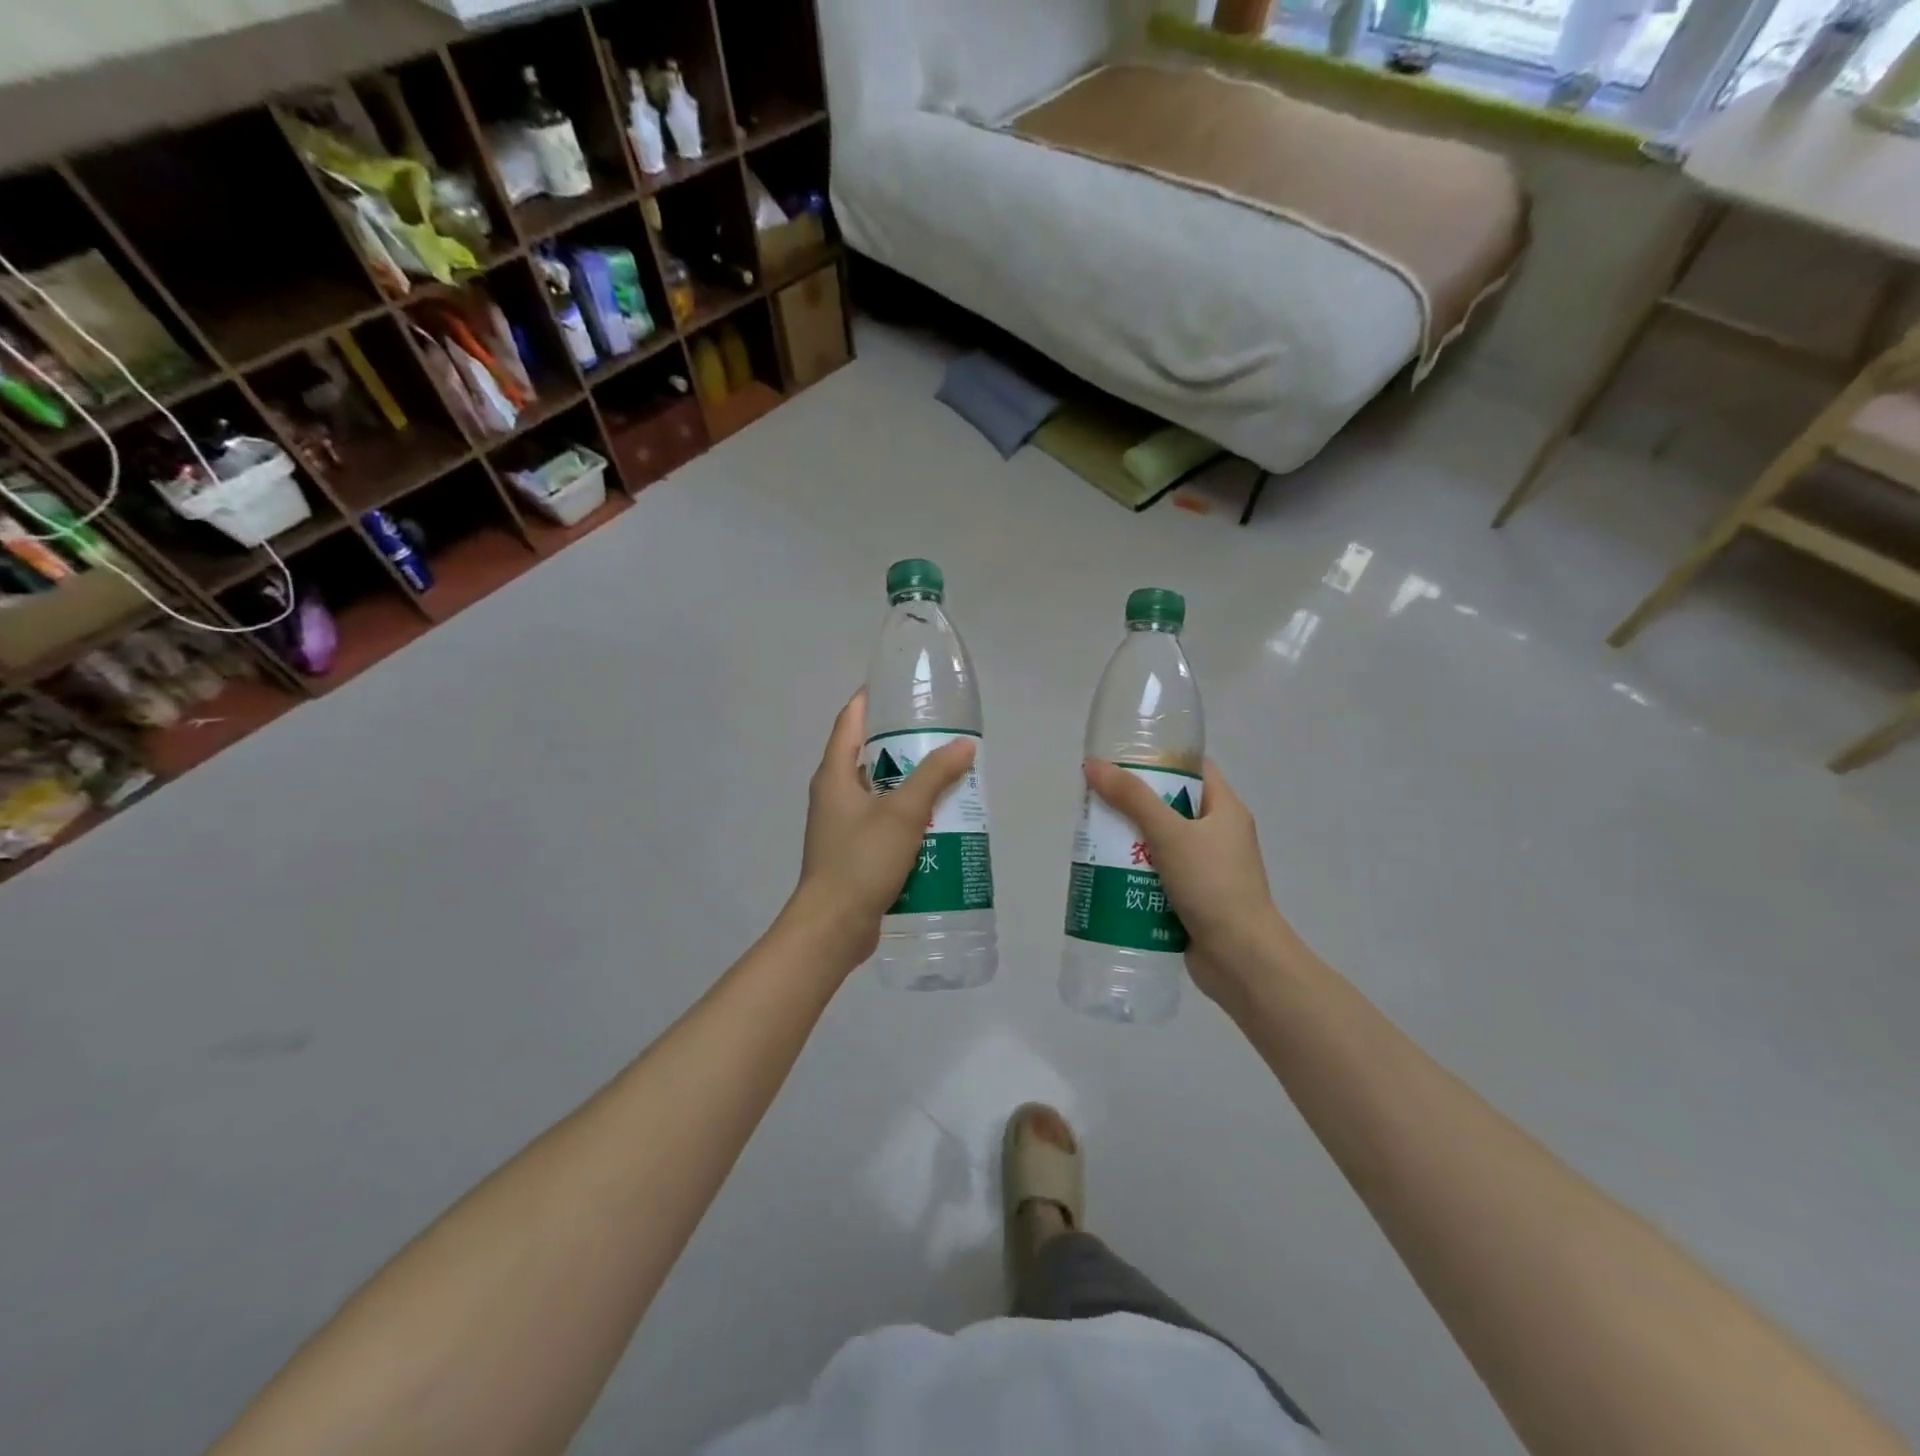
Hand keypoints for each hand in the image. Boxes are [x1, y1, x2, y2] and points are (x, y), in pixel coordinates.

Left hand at [786, 691, 976, 971]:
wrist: (833, 926)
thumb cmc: (861, 860)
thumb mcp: (903, 813)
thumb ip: (934, 776)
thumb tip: (964, 745)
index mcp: (834, 775)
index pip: (851, 721)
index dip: (873, 700)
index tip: (903, 689)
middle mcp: (833, 794)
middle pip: (868, 756)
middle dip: (904, 745)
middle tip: (941, 737)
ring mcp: (842, 826)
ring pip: (879, 792)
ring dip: (909, 784)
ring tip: (948, 778)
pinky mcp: (853, 852)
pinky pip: (883, 823)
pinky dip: (907, 817)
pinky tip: (937, 823)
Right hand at [1083, 757, 1297, 1009]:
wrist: (1240, 958)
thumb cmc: (1212, 884)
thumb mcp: (1170, 833)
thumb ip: (1132, 799)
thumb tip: (1093, 765)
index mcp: (1225, 810)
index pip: (1194, 769)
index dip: (1161, 759)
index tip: (1122, 760)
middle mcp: (1219, 836)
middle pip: (1171, 807)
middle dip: (1134, 805)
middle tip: (1097, 802)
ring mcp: (1207, 870)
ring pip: (1161, 844)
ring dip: (1130, 843)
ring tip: (1093, 839)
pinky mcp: (1193, 899)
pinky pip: (1159, 876)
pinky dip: (1136, 875)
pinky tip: (1107, 876)